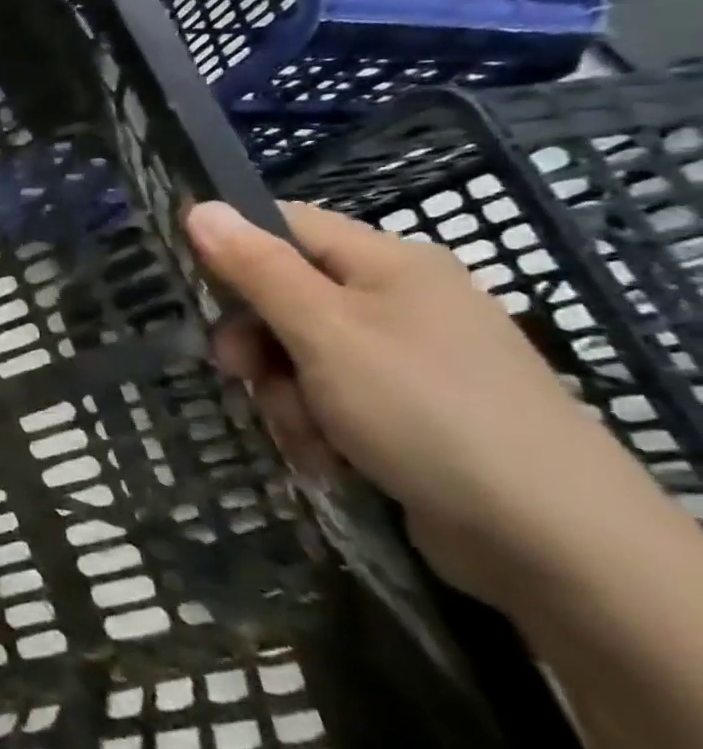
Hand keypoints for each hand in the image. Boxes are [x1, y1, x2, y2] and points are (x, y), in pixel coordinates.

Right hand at [183, 200, 626, 608]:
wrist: (551, 541)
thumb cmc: (421, 409)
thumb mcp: (323, 330)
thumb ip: (256, 268)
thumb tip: (200, 207)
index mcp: (388, 262)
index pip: (285, 225)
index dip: (234, 248)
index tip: (196, 289)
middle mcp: (400, 300)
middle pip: (287, 295)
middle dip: (257, 340)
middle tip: (238, 371)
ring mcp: (408, 359)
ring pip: (301, 354)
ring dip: (283, 392)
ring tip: (304, 431)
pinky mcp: (410, 411)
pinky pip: (332, 397)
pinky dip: (316, 424)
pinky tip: (328, 455)